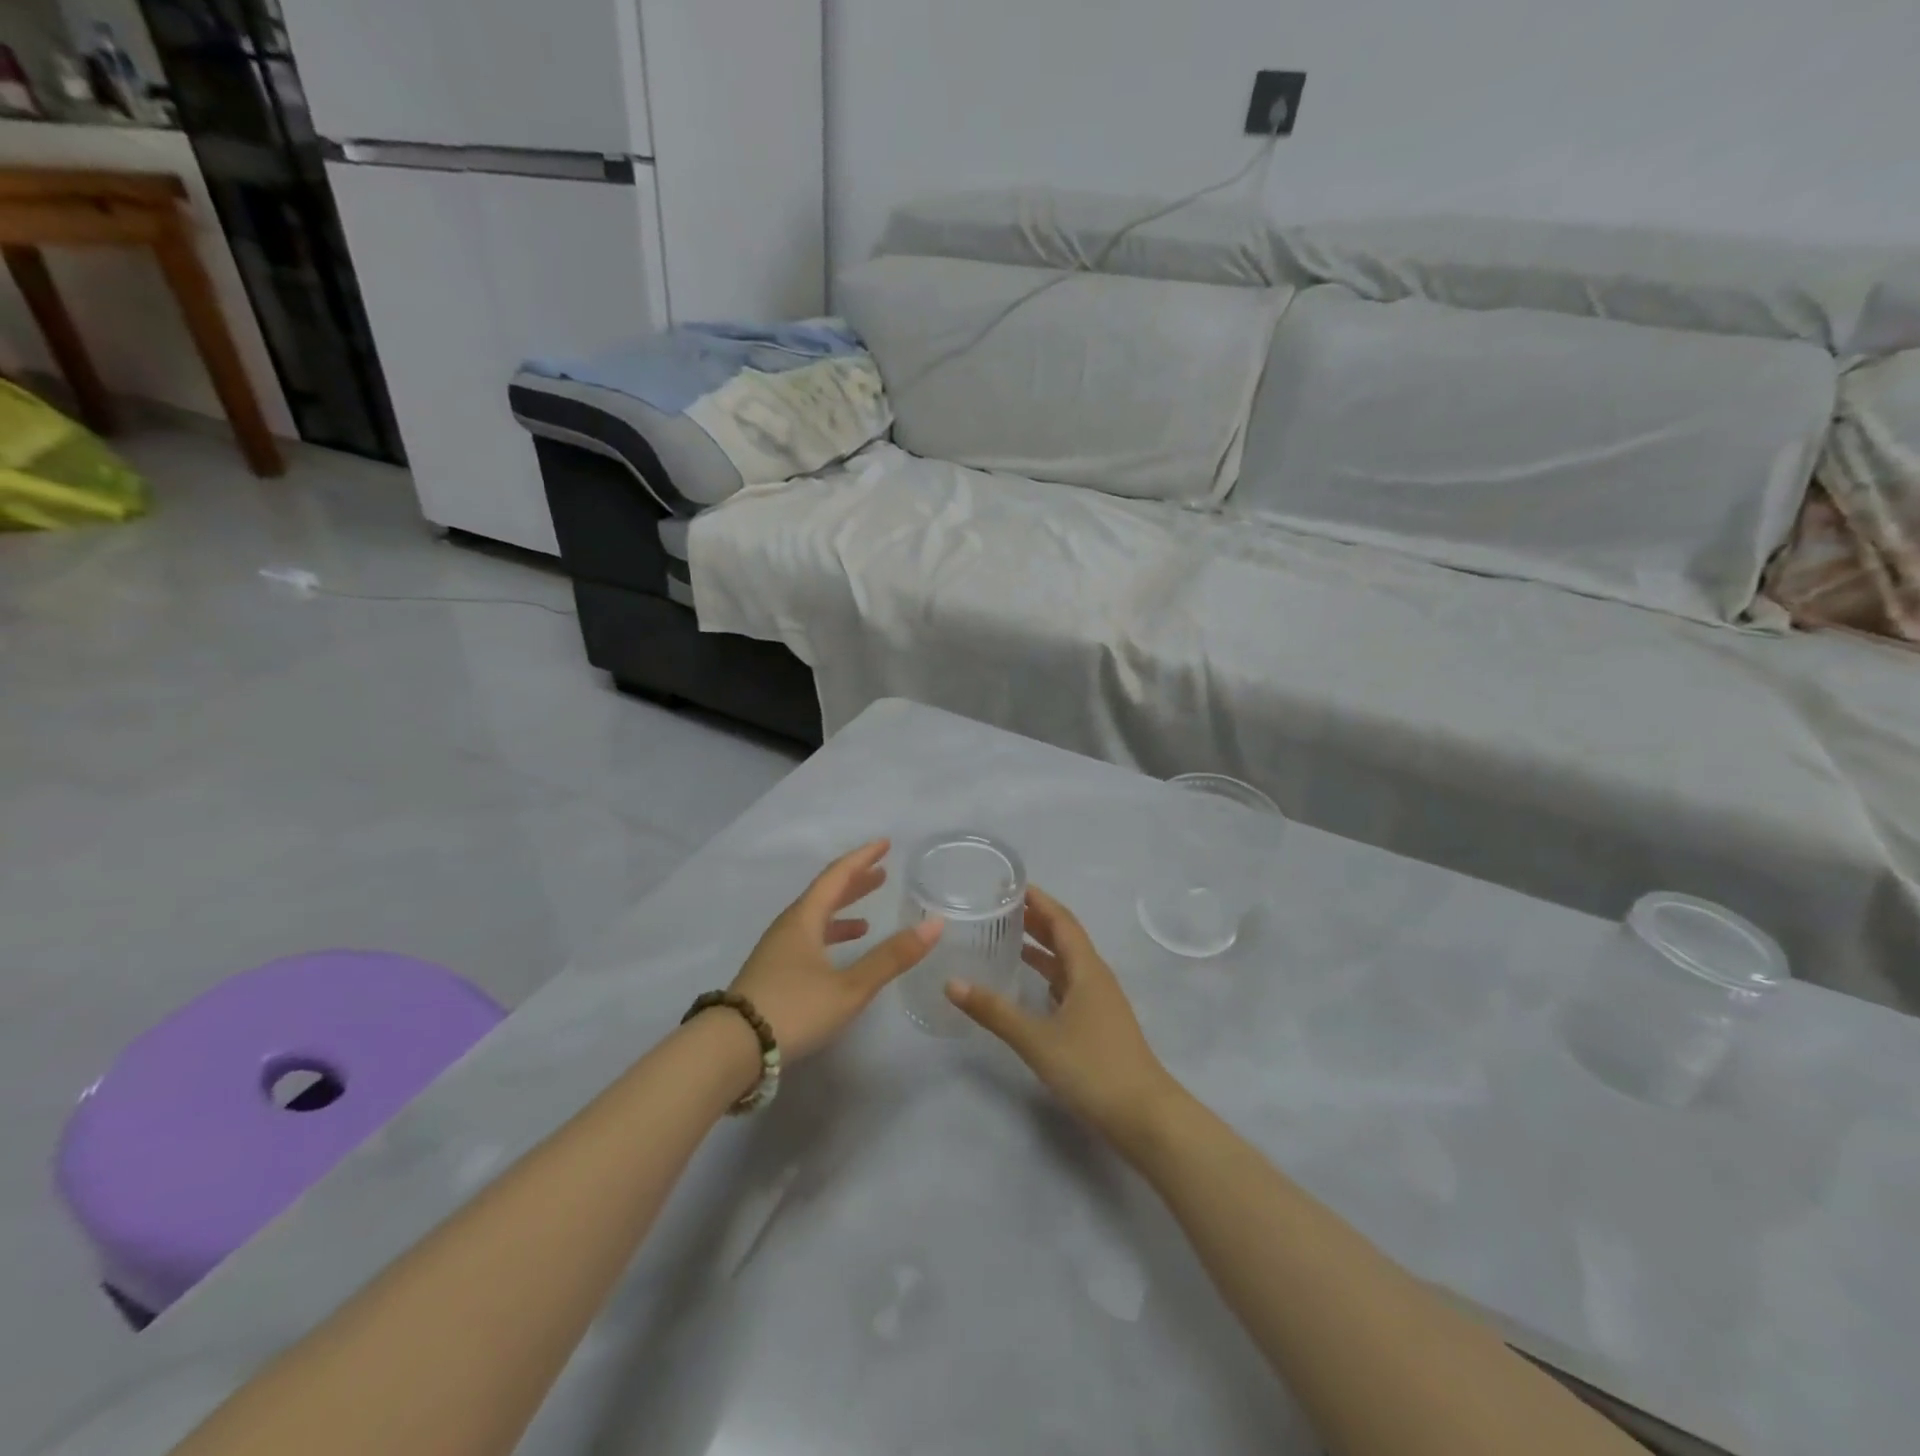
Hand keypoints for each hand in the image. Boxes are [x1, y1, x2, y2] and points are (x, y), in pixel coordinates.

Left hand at [729, 839, 942, 1061]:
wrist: (732, 1048)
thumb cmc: (794, 1009)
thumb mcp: (850, 987)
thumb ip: (891, 957)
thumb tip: (934, 924)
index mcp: (804, 919)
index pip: (837, 876)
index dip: (862, 858)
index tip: (885, 844)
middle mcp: (789, 927)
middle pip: (824, 894)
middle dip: (854, 882)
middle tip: (882, 873)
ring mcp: (776, 951)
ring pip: (814, 919)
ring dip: (841, 912)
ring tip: (867, 918)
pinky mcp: (772, 973)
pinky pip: (806, 941)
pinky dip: (829, 938)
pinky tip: (839, 957)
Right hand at [946, 886, 1177, 1148]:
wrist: (1145, 1117)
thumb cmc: (1093, 1068)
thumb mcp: (1037, 1039)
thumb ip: (994, 1011)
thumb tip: (952, 983)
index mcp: (1086, 969)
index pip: (1061, 920)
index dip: (1038, 900)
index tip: (1009, 884)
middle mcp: (1095, 977)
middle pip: (1065, 937)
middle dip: (1036, 919)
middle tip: (999, 908)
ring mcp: (1100, 1001)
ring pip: (1067, 962)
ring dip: (1041, 947)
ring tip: (1007, 938)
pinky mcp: (1099, 1023)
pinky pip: (1069, 985)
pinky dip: (1047, 975)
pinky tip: (1029, 984)